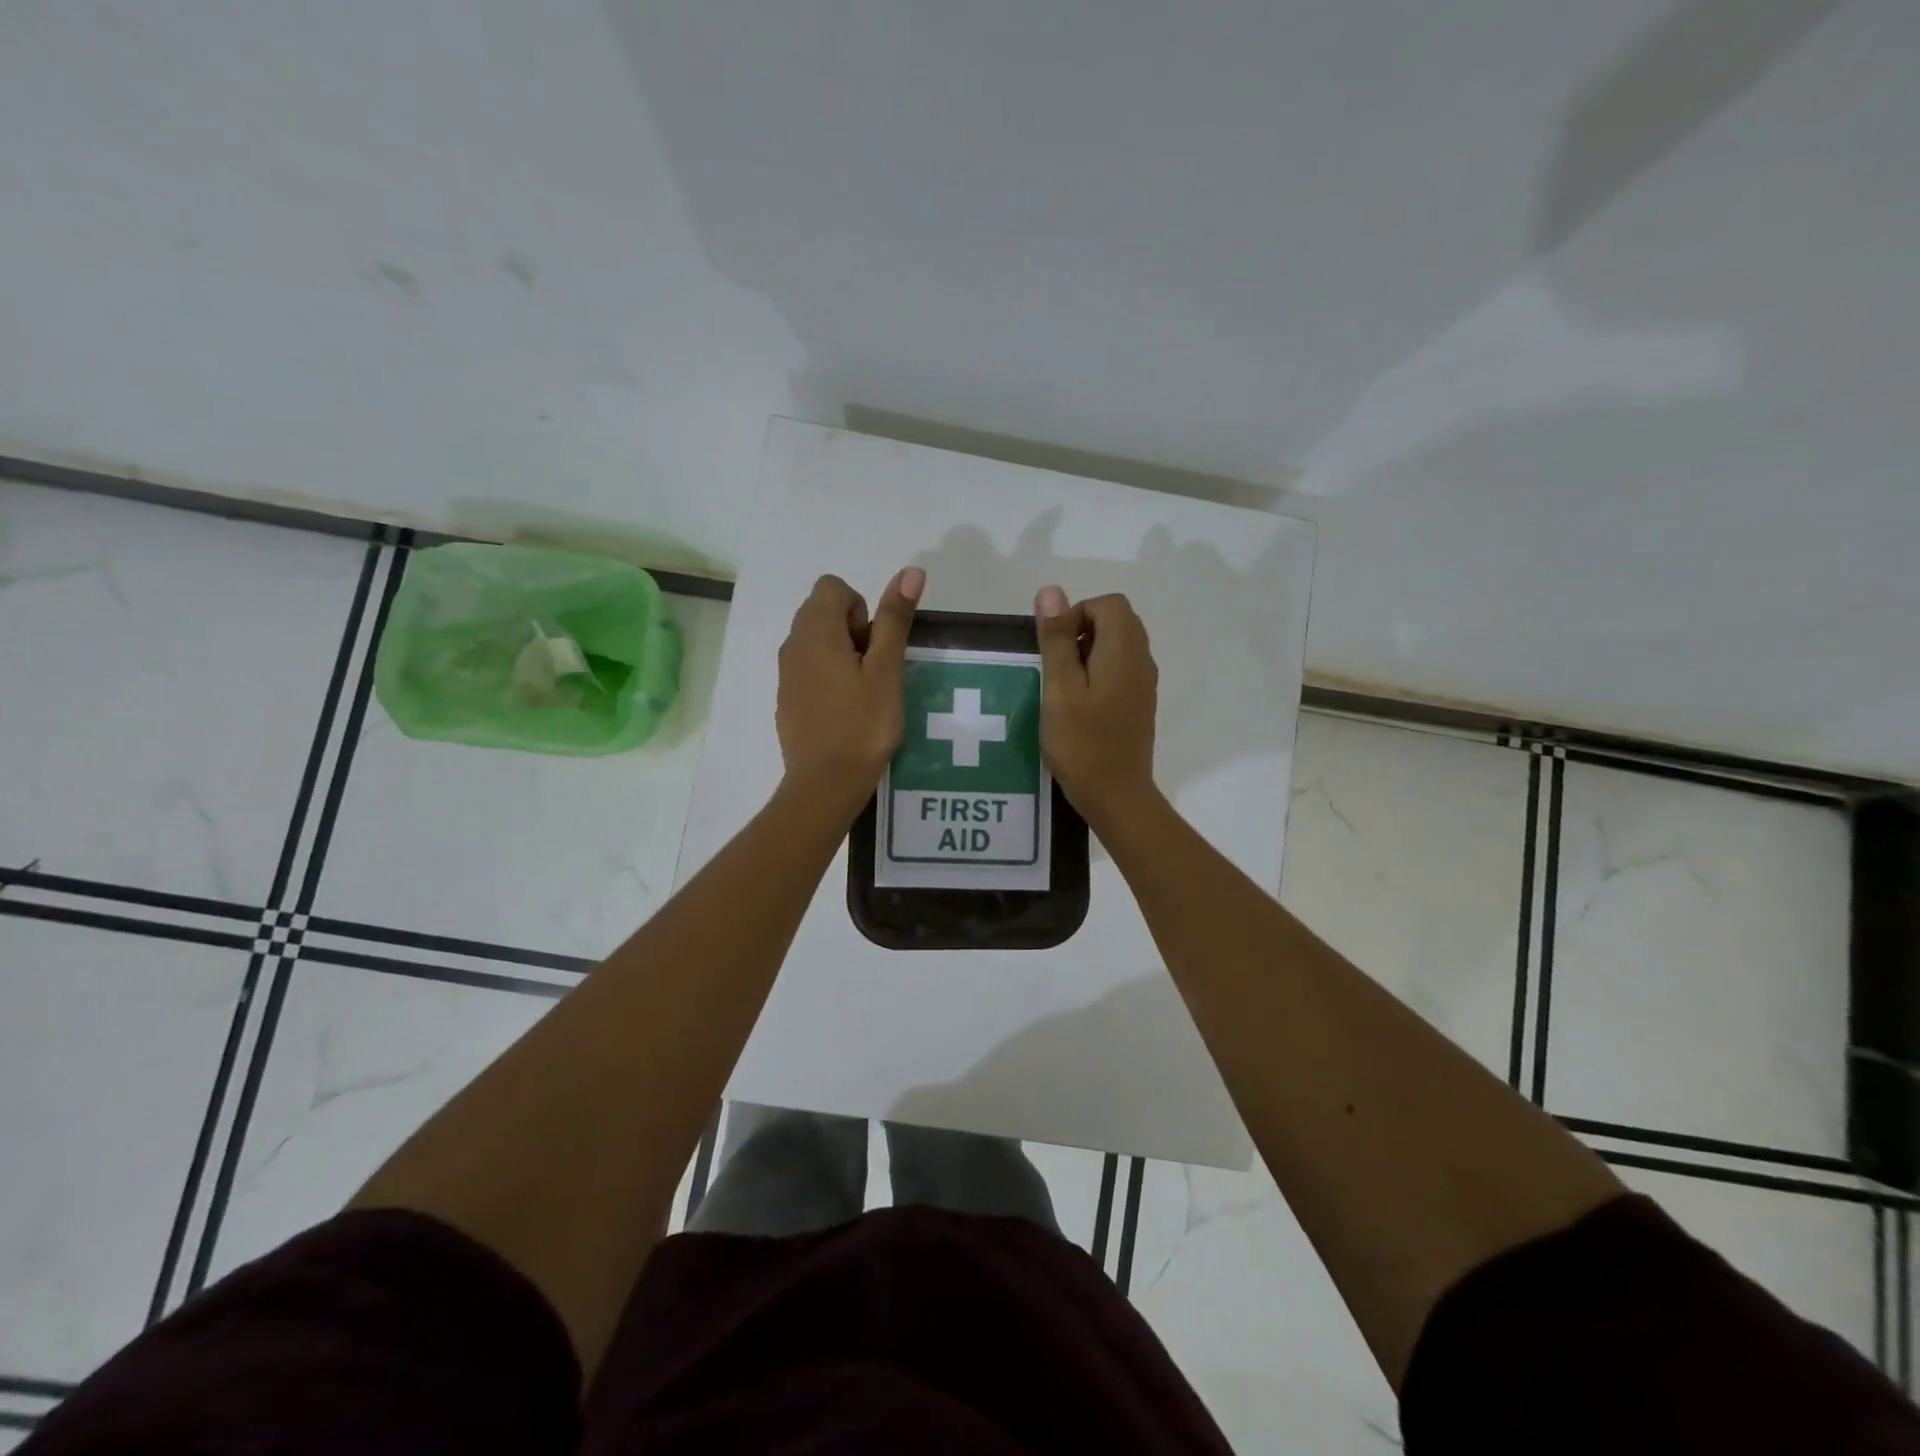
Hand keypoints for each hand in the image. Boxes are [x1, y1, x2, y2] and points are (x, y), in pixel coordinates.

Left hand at [776, 568, 922, 809]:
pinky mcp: (787, 699)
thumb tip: (910, 571)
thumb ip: (895, 619)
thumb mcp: (886, 670)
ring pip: (816, 642)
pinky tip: (847, 712)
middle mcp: (792, 645)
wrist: (825, 783)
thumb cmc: (863, 724)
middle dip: (854, 630)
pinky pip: (809, 670)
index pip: (833, 587)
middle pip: (823, 612)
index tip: (874, 646)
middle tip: (874, 671)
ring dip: (843, 654)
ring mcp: (786, 674)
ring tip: (864, 693)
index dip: (861, 608)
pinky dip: (829, 677)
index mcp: (815, 631)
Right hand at [1034, 586, 1158, 826]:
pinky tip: (1079, 705)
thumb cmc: (1082, 743)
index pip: (1109, 604)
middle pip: (1117, 621)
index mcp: (1124, 651)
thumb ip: (1057, 639)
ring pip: (1119, 646)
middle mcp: (1142, 660)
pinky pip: (1122, 670)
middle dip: (1082, 631)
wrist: (1117, 796)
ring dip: (1089, 653)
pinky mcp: (1140, 704)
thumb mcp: (1060, 689)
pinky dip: (1099, 673)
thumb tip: (1051, 591)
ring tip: (1064, 688)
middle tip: (1057, 667)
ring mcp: (1145, 684)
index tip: (1055, 647)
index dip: (1077, 613)